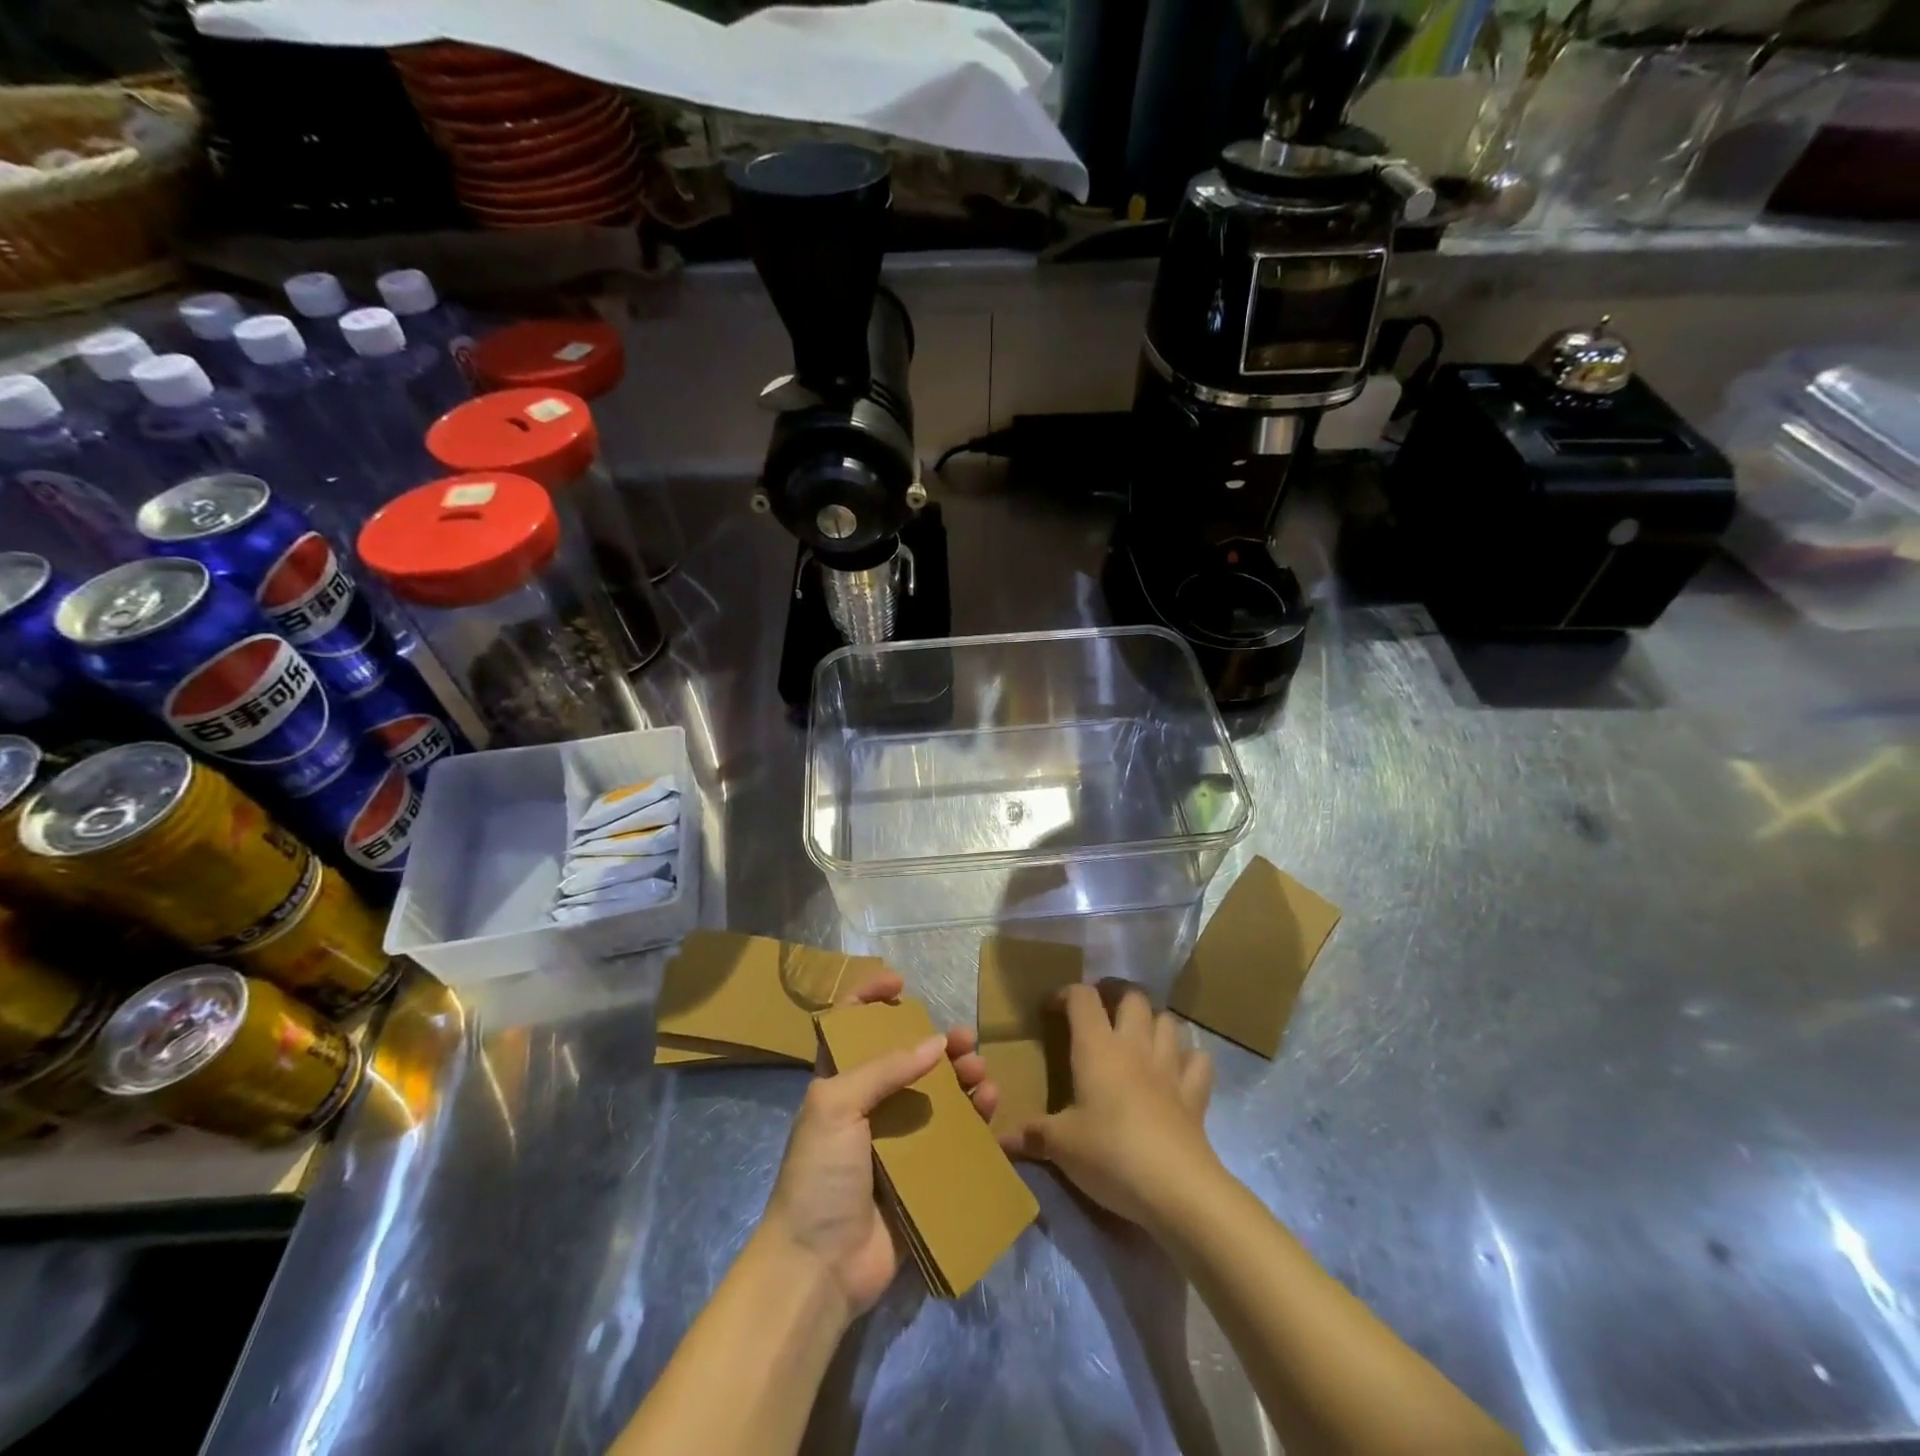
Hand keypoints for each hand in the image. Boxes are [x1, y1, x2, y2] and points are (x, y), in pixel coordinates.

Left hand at [757, 967, 997, 1322]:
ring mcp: (896, 1142)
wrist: (820, 1267)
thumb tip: (936, 1042)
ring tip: (980, 1073)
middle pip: (907, 1059)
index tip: (900, 983)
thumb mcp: (837, 1105)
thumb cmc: (819, 1174)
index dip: (869, 998)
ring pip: (936, 1096)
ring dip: (960, 1078)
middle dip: (937, 1043)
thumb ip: (885, 1068)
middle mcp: (868, 1106)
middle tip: (965, 1039)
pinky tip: (988, 1107)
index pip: (850, 1027)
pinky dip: (972, 1119)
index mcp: (838, 1084)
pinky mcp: (920, 1176)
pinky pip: (952, 1139)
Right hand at [1006, 981, 1216, 1231]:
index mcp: (1097, 1048)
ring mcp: (1169, 1067)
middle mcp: (1134, 1046)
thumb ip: (1032, 1136)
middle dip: (1116, 994)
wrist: (1175, 1188)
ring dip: (1153, 1020)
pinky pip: (1198, 1060)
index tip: (1053, 1008)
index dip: (1067, 993)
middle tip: (1102, 1009)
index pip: (1082, 998)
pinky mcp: (1195, 1094)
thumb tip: (1001, 1139)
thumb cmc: (1109, 1154)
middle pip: (1132, 996)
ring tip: (1139, 1032)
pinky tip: (1179, 1067)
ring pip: (1167, 1020)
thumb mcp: (1061, 1146)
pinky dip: (1189, 1057)